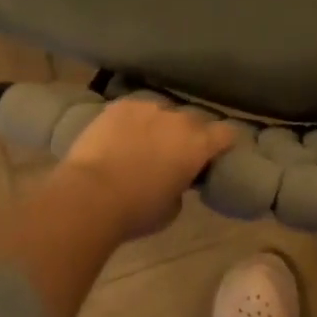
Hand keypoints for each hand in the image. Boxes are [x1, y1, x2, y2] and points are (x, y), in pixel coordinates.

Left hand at [58, 98, 238, 241]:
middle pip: (194, 120)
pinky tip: (121, 136)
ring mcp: (149, 107)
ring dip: (160, 125)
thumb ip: (182, 186)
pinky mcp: (121, 105)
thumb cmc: (136, 210)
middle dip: (190, 134)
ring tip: (144, 142)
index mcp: (198, 144)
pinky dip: (134, 121)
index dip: (223, 143)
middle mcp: (179, 119)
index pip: (227, 133)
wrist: (90, 195)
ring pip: (163, 112)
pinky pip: (136, 109)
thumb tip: (177, 178)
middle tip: (176, 153)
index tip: (215, 154)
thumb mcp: (172, 208)